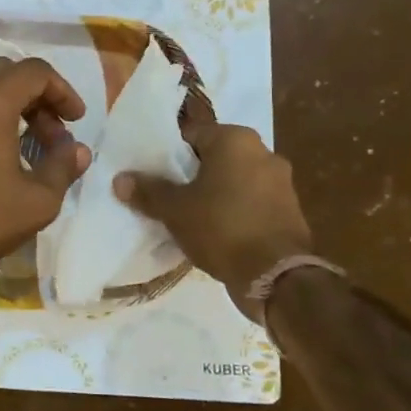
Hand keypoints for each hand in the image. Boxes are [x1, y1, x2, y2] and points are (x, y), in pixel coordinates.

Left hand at [0, 57, 91, 290]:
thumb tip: (77, 149)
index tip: (74, 120)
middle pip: (5, 70)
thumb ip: (62, 167)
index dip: (62, 91)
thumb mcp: (36, 202)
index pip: (35, 72)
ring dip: (0, 93)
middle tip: (49, 135)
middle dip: (35, 96)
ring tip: (14, 129)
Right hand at [114, 122, 313, 321]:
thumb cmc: (221, 228)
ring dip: (217, 192)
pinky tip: (220, 231)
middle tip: (171, 195)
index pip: (192, 135)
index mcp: (234, 139)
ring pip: (236, 179)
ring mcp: (281, 181)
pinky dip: (236, 210)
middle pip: (215, 157)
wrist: (276, 275)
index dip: (170, 155)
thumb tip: (120, 179)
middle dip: (194, 174)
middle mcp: (263, 151)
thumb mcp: (175, 210)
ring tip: (193, 216)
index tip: (156, 175)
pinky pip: (253, 201)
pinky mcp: (290, 209)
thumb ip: (148, 191)